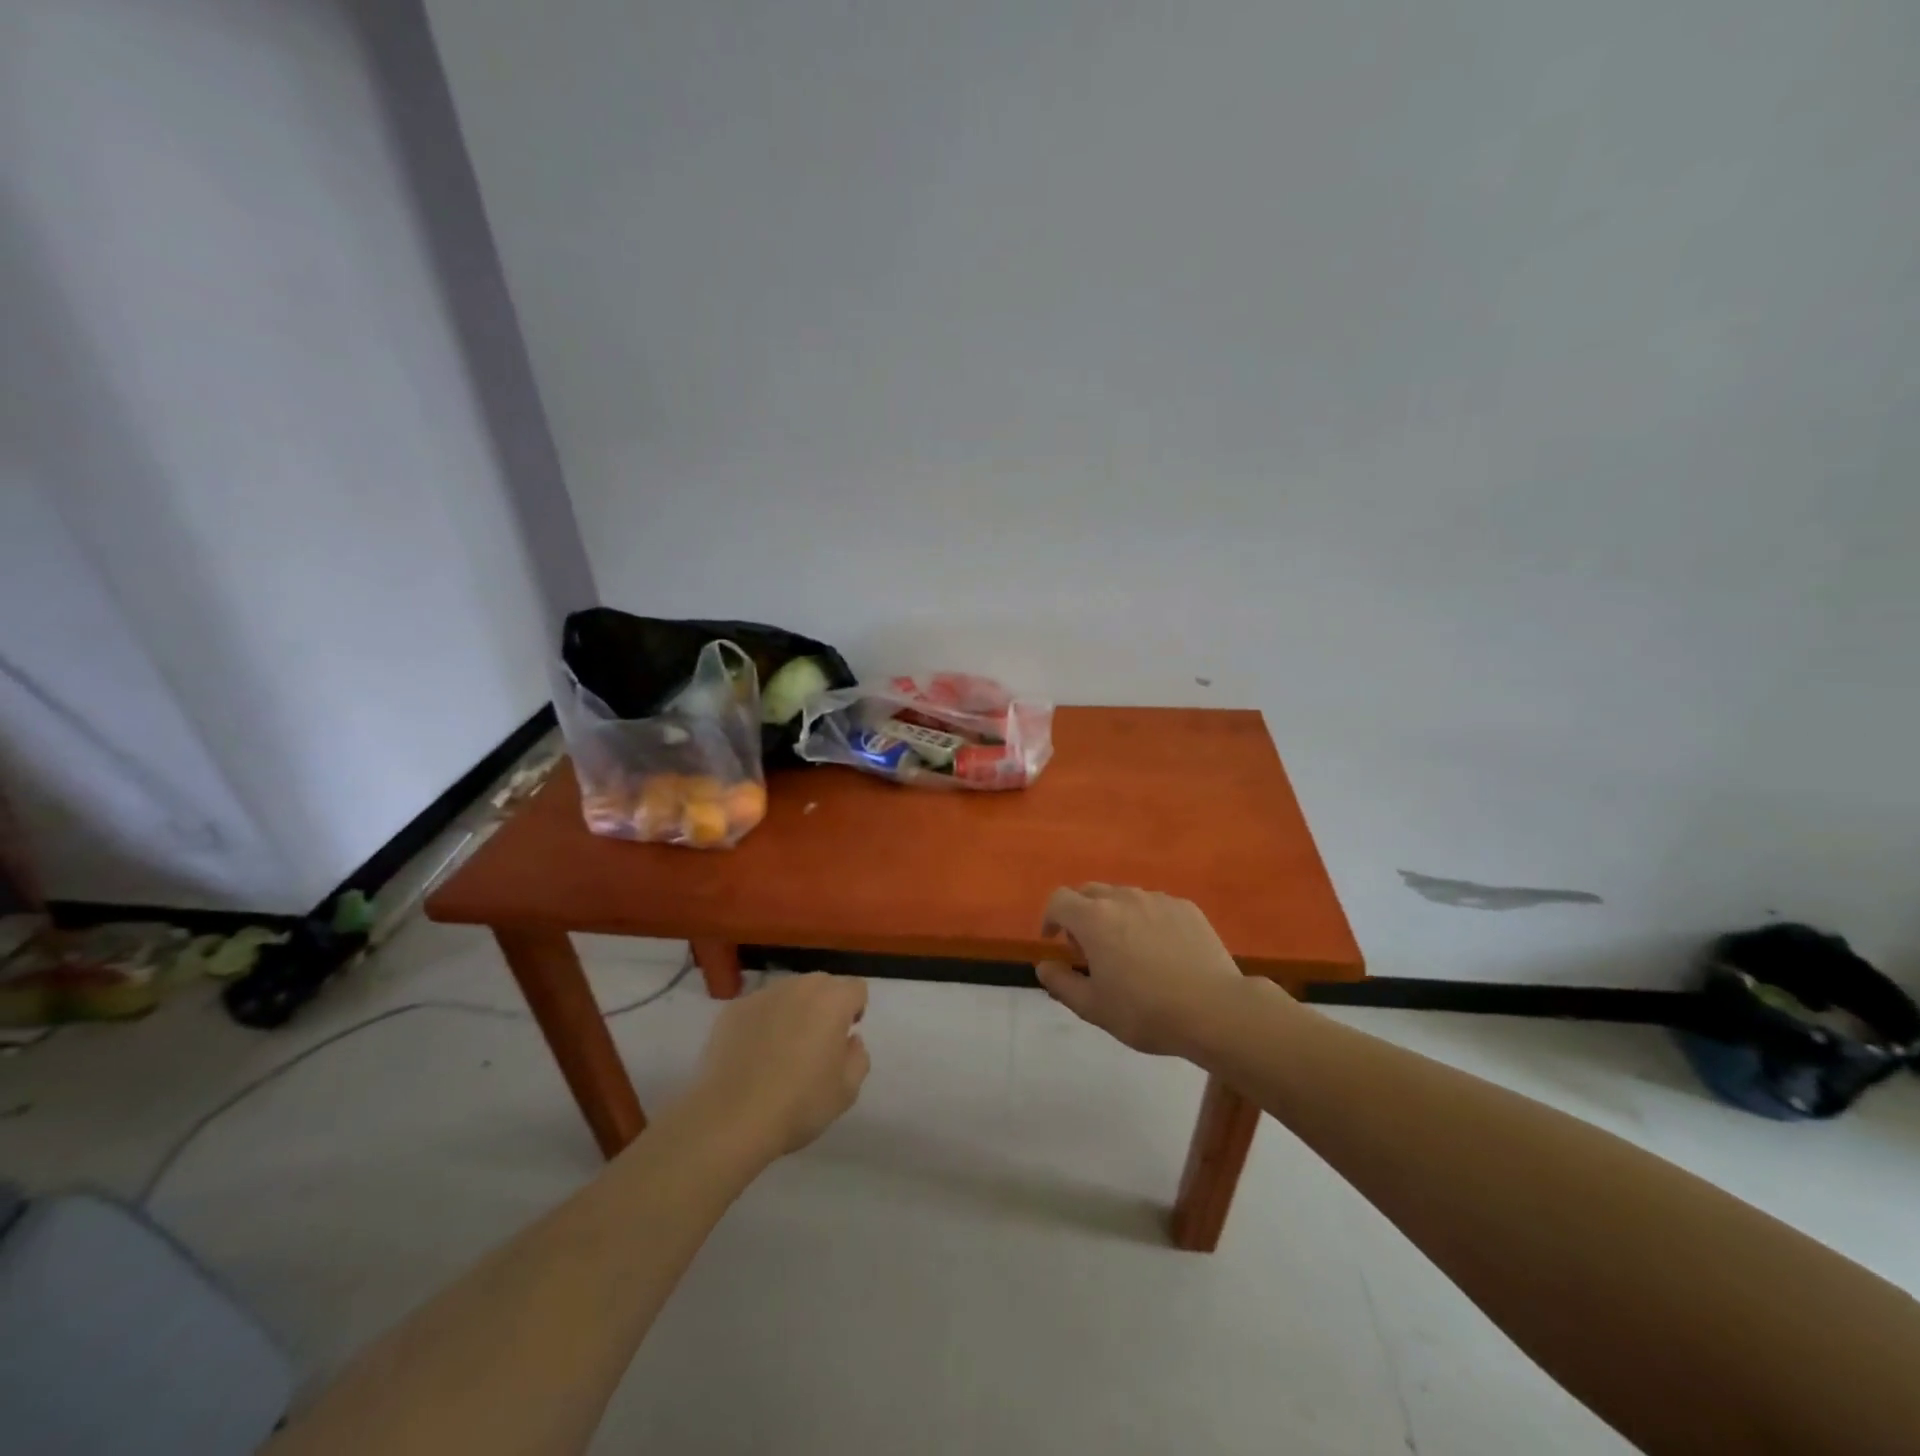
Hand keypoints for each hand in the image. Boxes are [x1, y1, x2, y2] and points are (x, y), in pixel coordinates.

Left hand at [687, 973, 869, 1159]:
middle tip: (816, 1044)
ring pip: (789, 993)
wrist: (730, 1119)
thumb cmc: (799, 1104)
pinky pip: (759, 1008)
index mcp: (832, 1001)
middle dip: (825, 1007)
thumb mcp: (847, 1090)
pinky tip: (753, 1055)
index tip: (844, 1039)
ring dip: (793, 1011)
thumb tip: (849, 1040)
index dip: (855, 1011)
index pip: (856, 989)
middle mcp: (799, 987)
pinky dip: (762, 1022)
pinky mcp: (733, 1009)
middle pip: (822, 985)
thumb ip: (858, 1056)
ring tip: (781, 1050)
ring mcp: (763, 995)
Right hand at [1037, 885, 1265, 1058]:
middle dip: (1080, 914)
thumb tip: (1044, 965)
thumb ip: (1061, 983)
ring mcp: (1157, 899)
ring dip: (1114, 915)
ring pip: (1124, 897)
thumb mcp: (1093, 1008)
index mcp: (1094, 919)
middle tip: (1089, 949)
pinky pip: (1154, 905)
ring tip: (1127, 950)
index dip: (1050, 917)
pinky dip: (1146, 919)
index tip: (1054, 940)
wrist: (1214, 1010)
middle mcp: (1123, 898)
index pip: (1059, 900)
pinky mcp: (1186, 907)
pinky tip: (1160, 951)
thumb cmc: (1146, 1012)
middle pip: (1090, 892)